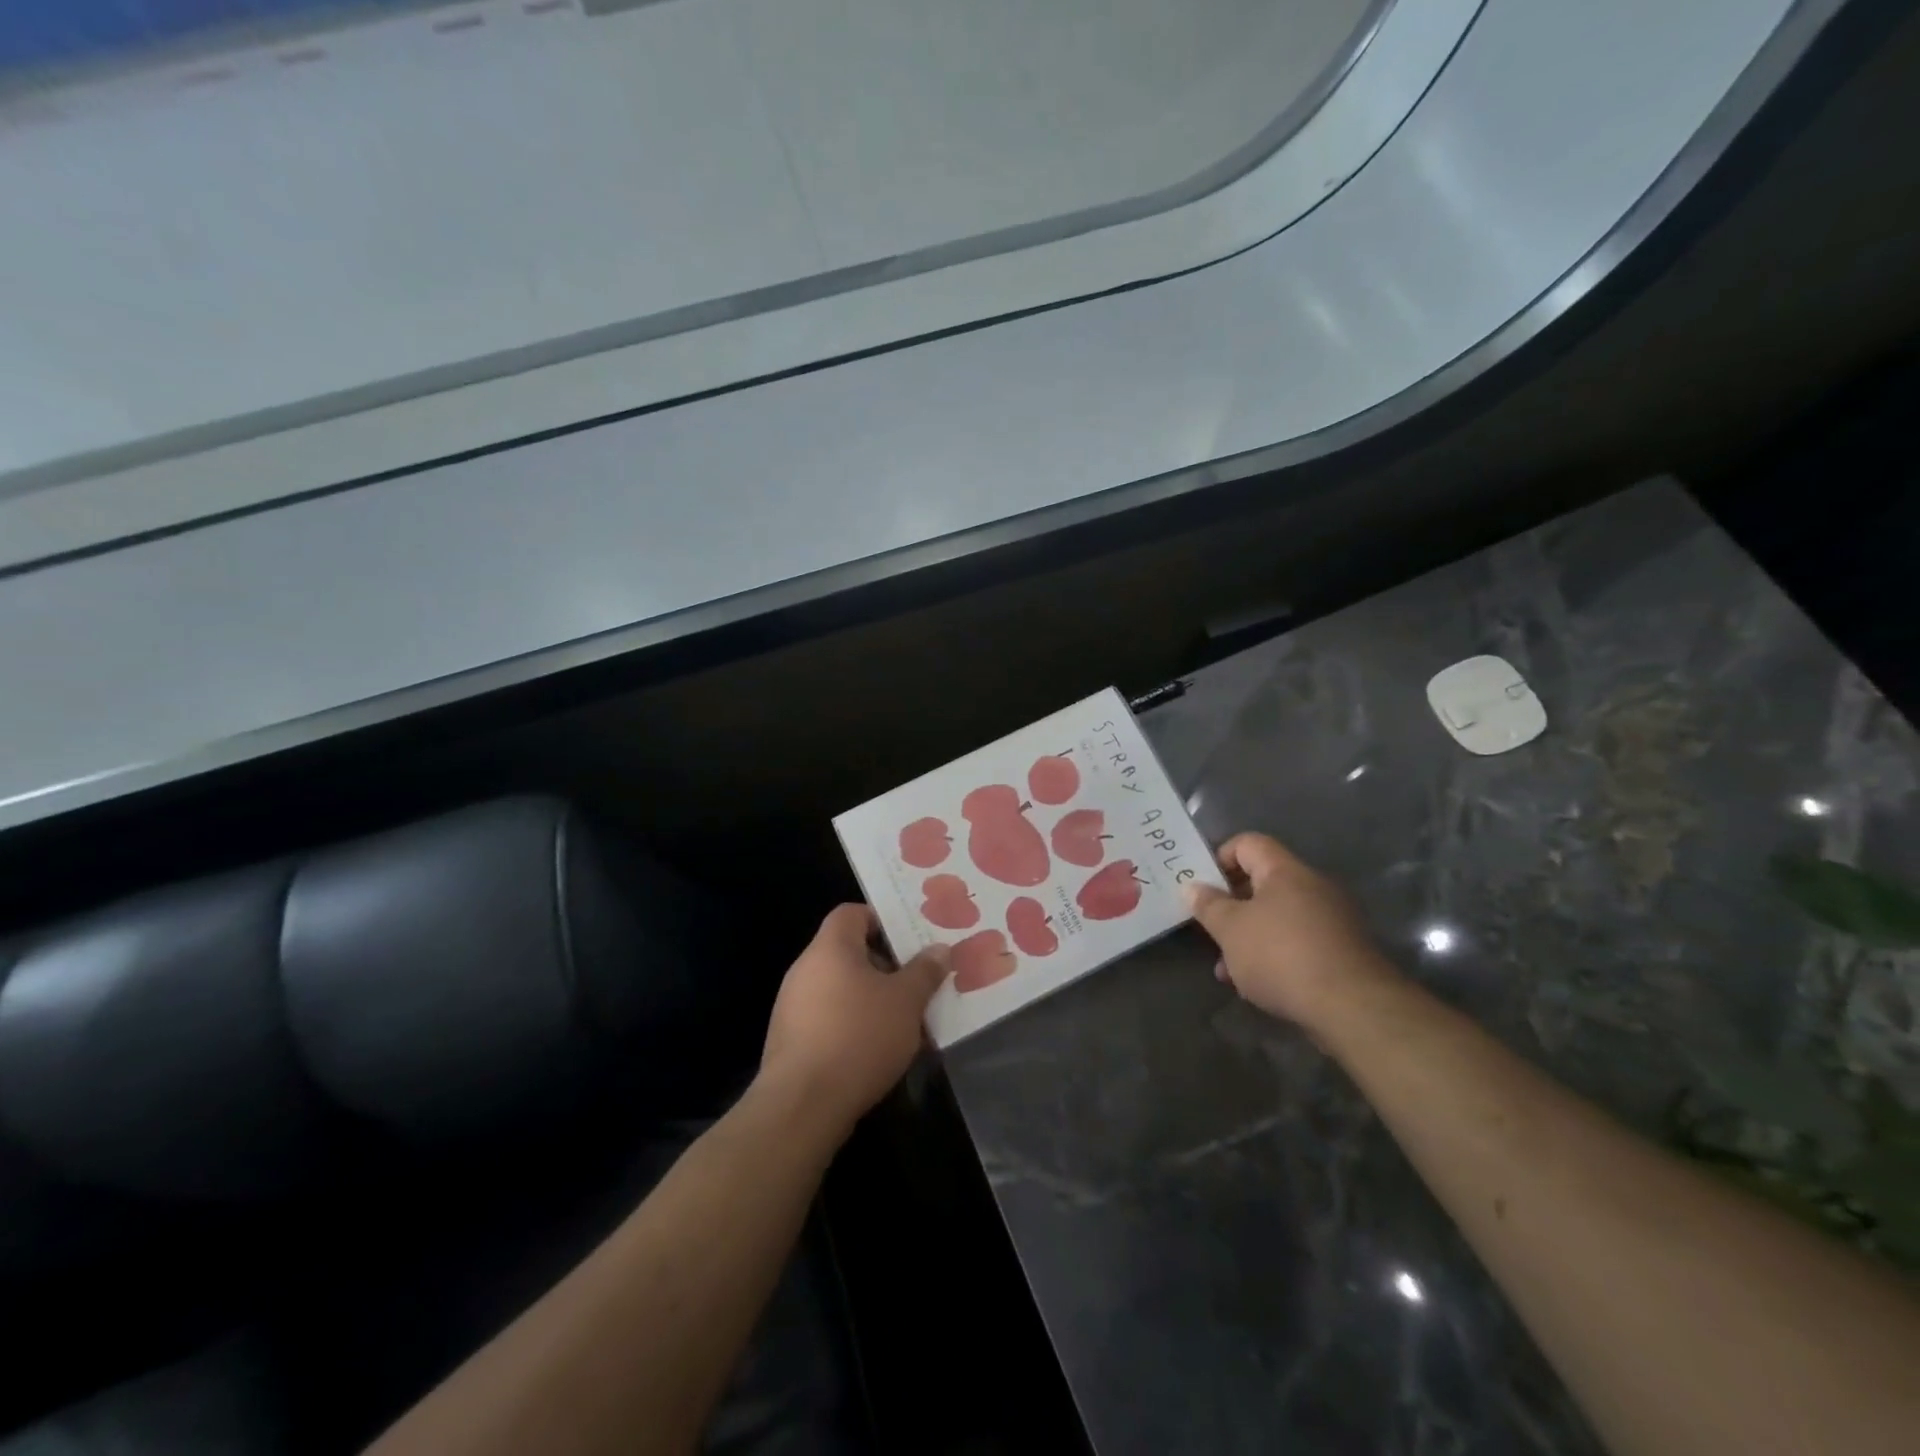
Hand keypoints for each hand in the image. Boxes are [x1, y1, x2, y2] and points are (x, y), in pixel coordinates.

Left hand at [759, 905, 949, 1130]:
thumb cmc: (859, 1037)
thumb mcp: (906, 1001)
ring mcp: (793, 1007)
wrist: (802, 1106)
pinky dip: (853, 1025)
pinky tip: (878, 1050)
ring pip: (841, 989)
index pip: (852, 913)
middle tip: (918, 983)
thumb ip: (924, 971)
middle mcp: (805, 969)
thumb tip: (939, 949)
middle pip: (849, 952)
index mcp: (830, 948)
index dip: (882, 920)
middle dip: (886, 966)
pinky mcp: (790, 1041)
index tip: (911, 940)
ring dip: (872, 999)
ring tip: (905, 1021)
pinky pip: (829, 1019)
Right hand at [1182, 832, 1400, 1028]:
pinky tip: (1256, 983)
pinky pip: (1297, 942)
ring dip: (1249, 936)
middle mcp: (1313, 886)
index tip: (1203, 887)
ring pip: (1277, 917)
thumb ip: (1208, 905)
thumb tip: (1192, 887)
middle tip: (1210, 928)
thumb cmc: (1281, 955)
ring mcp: (1332, 920)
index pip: (1248, 843)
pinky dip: (1273, 954)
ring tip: (1226, 968)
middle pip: (1262, 882)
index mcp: (1285, 871)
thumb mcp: (1231, 929)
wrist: (1352, 1008)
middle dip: (1231, 905)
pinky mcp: (1342, 952)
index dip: (1220, 857)